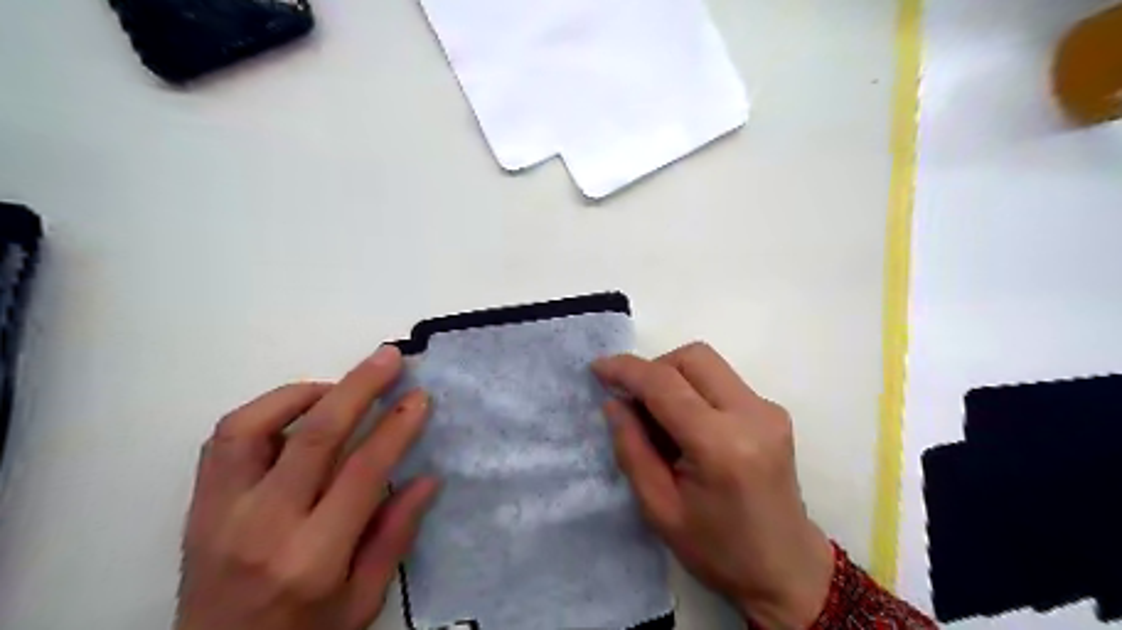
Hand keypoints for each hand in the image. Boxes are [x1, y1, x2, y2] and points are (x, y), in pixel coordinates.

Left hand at [176, 346, 433, 628]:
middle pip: (313, 436)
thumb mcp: (363, 601)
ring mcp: (220, 513)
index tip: (419, 397)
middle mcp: (262, 528)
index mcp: (311, 558)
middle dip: (359, 387)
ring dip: (304, 393)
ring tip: (340, 387)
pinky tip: (297, 412)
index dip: (396, 427)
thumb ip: (394, 535)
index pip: (363, 472)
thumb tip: (427, 477)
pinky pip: (224, 439)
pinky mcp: (198, 506)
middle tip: (388, 358)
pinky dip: (265, 410)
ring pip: (253, 426)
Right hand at [595, 344, 832, 629]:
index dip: (627, 370)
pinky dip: (694, 389)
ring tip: (658, 417)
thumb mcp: (659, 509)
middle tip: (633, 402)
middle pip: (693, 357)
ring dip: (673, 377)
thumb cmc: (719, 551)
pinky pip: (722, 381)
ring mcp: (768, 410)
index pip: (666, 384)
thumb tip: (614, 402)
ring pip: (708, 364)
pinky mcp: (773, 412)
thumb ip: (632, 449)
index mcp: (722, 445)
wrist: (788, 571)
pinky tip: (687, 425)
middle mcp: (752, 415)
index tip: (598, 368)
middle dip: (654, 368)